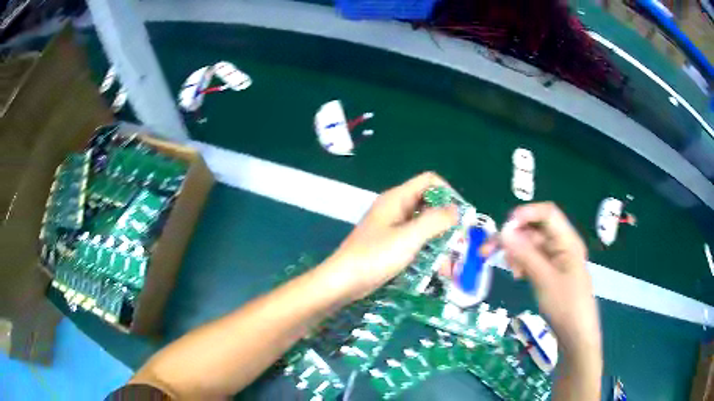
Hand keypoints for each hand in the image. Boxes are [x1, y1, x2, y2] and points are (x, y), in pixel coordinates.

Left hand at [321, 172, 457, 300]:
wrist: (343, 282)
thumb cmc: (374, 257)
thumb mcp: (409, 237)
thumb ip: (435, 221)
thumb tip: (456, 210)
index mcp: (397, 199)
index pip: (429, 181)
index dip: (448, 193)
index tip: (460, 216)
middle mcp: (396, 209)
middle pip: (429, 205)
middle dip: (447, 224)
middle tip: (460, 244)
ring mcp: (392, 228)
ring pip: (424, 227)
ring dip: (439, 242)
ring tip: (449, 265)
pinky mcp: (390, 245)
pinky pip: (415, 242)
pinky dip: (427, 252)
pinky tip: (436, 270)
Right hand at [488, 202, 600, 352]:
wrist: (575, 335)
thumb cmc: (565, 305)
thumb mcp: (544, 279)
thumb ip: (524, 254)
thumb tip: (503, 230)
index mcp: (567, 240)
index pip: (547, 214)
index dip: (526, 214)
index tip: (504, 228)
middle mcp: (562, 245)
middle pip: (535, 230)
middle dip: (513, 237)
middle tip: (487, 251)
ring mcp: (556, 259)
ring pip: (531, 246)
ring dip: (516, 253)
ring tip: (510, 270)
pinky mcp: (550, 272)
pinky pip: (533, 260)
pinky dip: (522, 264)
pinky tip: (517, 276)